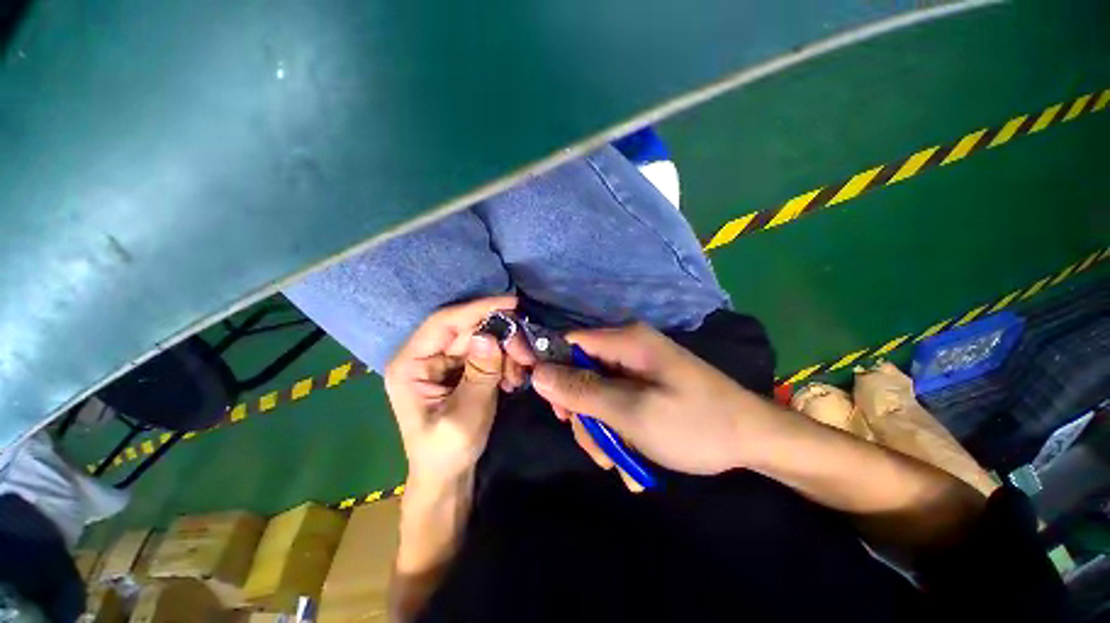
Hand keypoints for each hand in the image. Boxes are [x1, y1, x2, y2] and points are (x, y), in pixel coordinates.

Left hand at [384, 296, 533, 487]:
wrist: (448, 474)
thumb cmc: (447, 450)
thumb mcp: (465, 416)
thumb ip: (479, 375)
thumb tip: (489, 336)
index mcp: (411, 364)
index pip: (444, 322)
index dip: (477, 309)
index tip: (512, 304)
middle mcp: (427, 355)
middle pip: (469, 329)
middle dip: (502, 338)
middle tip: (527, 354)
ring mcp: (446, 360)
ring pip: (484, 338)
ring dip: (507, 352)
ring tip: (519, 374)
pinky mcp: (463, 367)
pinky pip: (489, 352)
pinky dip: (505, 361)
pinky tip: (513, 378)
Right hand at [532, 323, 785, 475]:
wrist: (754, 439)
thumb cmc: (695, 423)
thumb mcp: (632, 412)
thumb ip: (582, 391)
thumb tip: (537, 373)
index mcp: (625, 341)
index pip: (569, 342)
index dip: (551, 368)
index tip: (550, 405)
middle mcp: (628, 348)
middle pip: (581, 373)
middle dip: (583, 413)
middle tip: (598, 448)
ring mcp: (637, 367)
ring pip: (597, 393)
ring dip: (601, 429)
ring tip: (618, 461)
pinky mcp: (645, 384)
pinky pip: (616, 402)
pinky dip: (617, 429)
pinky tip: (631, 456)